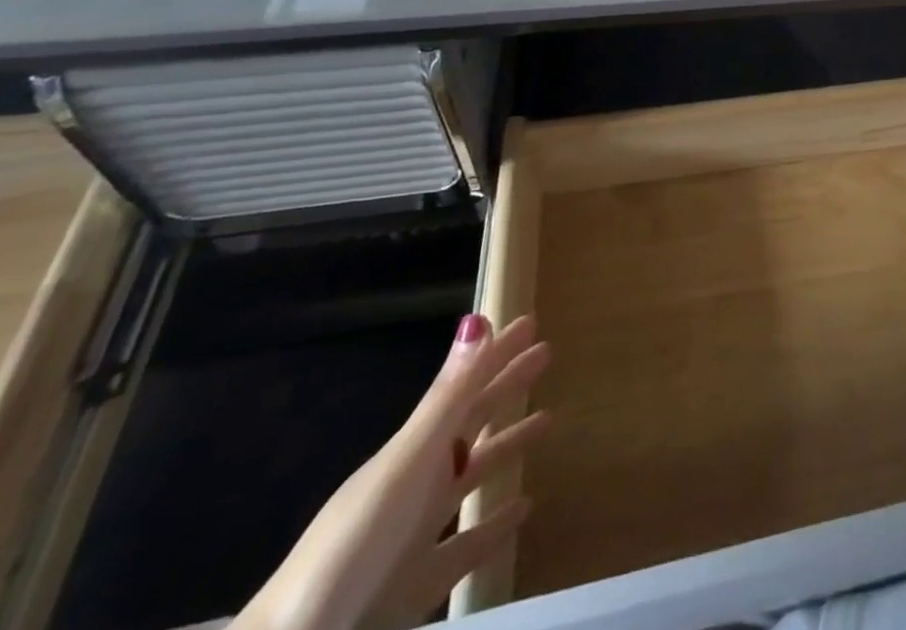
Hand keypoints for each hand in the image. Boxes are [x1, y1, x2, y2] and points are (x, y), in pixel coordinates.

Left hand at [235, 314, 550, 629]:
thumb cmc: (358, 545)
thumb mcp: (409, 462)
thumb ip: (448, 396)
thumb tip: (476, 320)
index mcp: (414, 449)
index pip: (466, 387)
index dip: (497, 354)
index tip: (531, 322)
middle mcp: (417, 481)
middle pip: (471, 422)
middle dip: (507, 386)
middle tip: (546, 353)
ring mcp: (418, 534)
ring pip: (472, 475)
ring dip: (506, 445)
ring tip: (547, 421)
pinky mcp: (421, 584)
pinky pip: (468, 541)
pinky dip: (496, 522)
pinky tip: (524, 510)